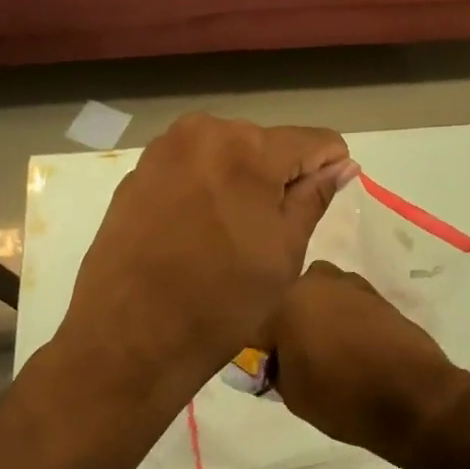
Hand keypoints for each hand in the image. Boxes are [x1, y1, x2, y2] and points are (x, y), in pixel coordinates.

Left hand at [57, 114, 356, 408]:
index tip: (321, 203)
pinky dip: (204, 188)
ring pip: (226, 152)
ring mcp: (164, 149)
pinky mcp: (137, 172)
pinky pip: (191, 167)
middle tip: (269, 231)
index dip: (328, 168)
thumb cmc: (221, 300)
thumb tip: (342, 165)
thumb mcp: (284, 251)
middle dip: (279, 176)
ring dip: (240, 180)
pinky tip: (195, 231)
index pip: (313, 140)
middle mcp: (204, 131)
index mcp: (248, 147)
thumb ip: (314, 197)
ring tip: (229, 233)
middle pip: (266, 143)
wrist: (128, 338)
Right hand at [258, 261, 469, 466]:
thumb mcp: (293, 395)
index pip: (261, 331)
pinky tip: (354, 351)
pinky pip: (349, 307)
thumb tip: (275, 362)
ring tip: (330, 356)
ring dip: (320, 319)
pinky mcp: (379, 296)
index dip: (264, 358)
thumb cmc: (343, 397)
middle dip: (292, 328)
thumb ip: (275, 371)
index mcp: (288, 301)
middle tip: (300, 363)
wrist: (415, 397)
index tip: (273, 378)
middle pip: (292, 305)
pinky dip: (346, 322)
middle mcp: (318, 282)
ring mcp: (352, 286)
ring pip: (322, 301)